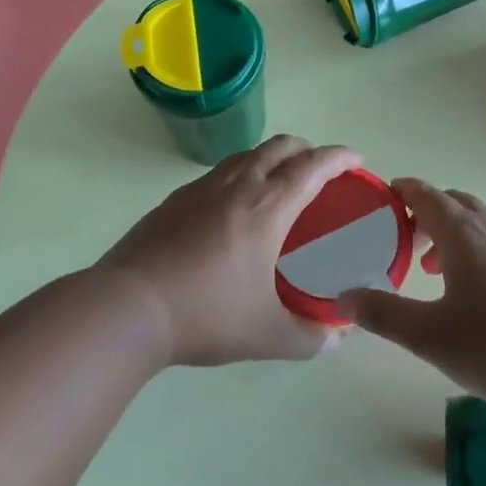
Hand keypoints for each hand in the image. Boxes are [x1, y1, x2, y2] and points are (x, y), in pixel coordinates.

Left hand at [99, 135, 361, 366]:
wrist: (129, 306)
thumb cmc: (206, 314)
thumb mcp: (267, 335)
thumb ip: (309, 337)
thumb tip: (336, 339)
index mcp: (267, 206)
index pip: (313, 166)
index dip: (339, 156)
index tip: (356, 159)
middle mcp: (238, 184)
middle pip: (280, 146)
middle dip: (307, 149)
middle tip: (320, 170)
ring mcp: (202, 187)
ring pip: (247, 154)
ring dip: (272, 157)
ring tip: (279, 184)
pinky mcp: (175, 198)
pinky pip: (220, 172)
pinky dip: (241, 174)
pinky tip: (233, 207)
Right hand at [338, 179, 485, 407]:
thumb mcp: (431, 336)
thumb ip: (385, 314)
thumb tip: (345, 297)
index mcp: (463, 234)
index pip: (428, 195)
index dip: (405, 191)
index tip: (387, 194)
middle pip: (456, 203)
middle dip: (428, 214)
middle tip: (407, 240)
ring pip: (482, 225)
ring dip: (455, 236)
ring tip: (438, 272)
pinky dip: (480, 252)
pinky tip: (481, 295)